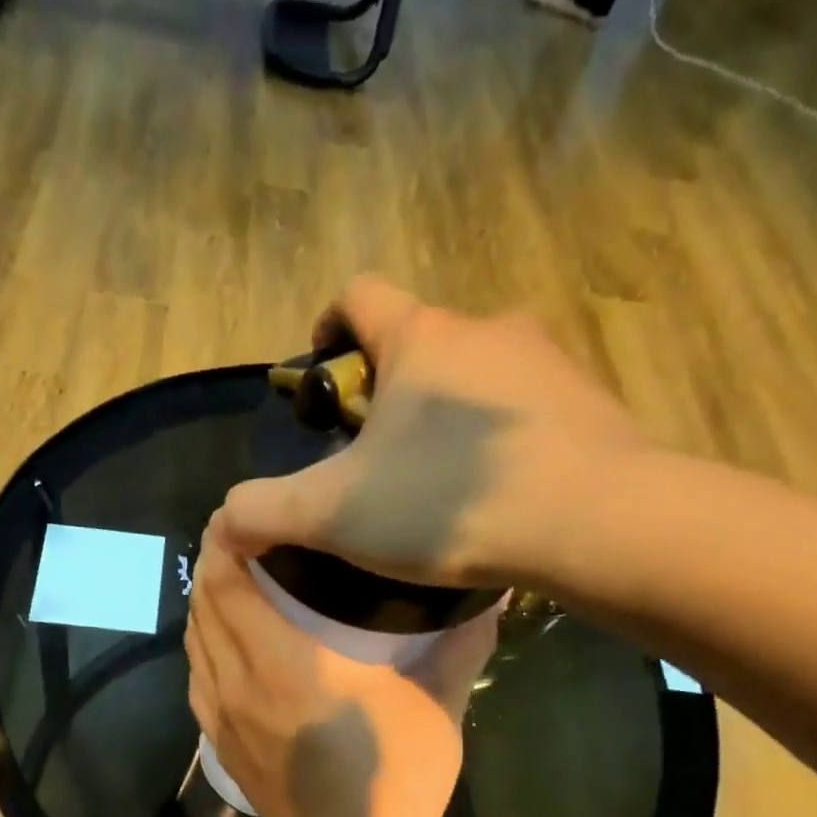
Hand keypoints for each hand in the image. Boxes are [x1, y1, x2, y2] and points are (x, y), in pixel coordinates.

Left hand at [186, 534, 499, 816]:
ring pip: (194, 643)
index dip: (224, 541)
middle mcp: (237, 680)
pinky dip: (204, 649)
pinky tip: (226, 645)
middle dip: (213, 565)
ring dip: (206, 606)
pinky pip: (197, 679)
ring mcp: (220, 715)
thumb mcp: (435, 705)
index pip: (227, 583)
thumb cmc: (393, 776)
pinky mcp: (218, 743)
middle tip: (242, 540)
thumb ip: (458, 646)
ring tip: (232, 583)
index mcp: (280, 660)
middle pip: (204, 606)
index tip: (238, 515)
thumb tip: (491, 598)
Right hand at [216, 276, 647, 593]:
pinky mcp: (589, 404)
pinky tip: (494, 496)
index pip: (359, 294)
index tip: (324, 374)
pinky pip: (524, 410)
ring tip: (436, 485)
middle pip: (420, 341)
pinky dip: (497, 441)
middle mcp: (485, 329)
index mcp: (420, 338)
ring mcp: (546, 363)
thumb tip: (222, 522)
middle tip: (376, 458)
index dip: (329, 326)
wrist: (595, 522)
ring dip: (447, 416)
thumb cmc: (446, 502)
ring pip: (476, 376)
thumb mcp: (334, 514)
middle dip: (389, 390)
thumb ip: (264, 511)